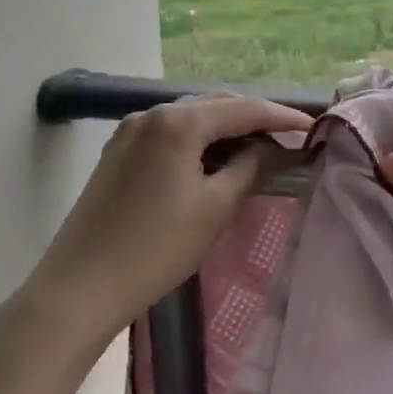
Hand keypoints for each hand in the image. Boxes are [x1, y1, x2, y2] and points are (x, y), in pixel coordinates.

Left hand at [6, 92, 313, 369]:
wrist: (80, 287)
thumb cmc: (156, 247)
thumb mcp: (216, 207)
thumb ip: (252, 168)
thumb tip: (277, 148)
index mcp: (177, 121)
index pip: (243, 108)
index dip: (281, 117)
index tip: (313, 129)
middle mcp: (151, 114)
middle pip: (216, 105)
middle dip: (254, 119)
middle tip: (287, 140)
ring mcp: (129, 132)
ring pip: (191, 119)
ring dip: (226, 130)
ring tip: (258, 151)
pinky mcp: (118, 153)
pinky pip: (170, 135)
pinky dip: (199, 141)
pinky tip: (215, 161)